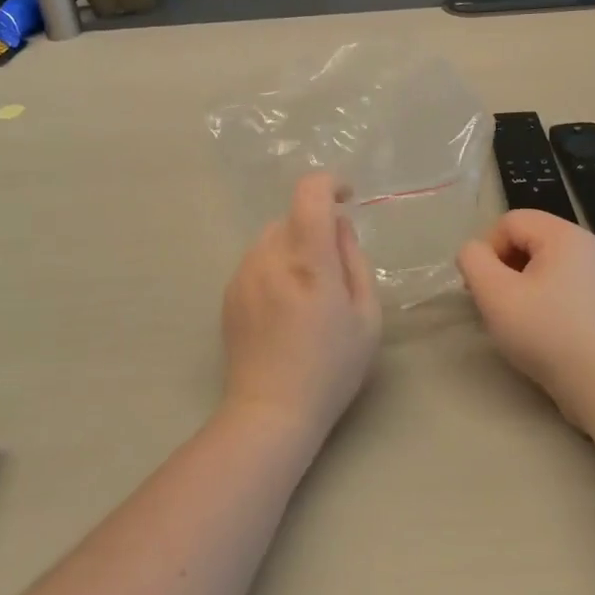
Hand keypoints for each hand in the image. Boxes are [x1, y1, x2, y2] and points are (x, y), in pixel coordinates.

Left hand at [221, 173, 381, 442]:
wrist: (270, 411)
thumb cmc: (330, 368)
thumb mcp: (366, 317)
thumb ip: (355, 261)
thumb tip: (340, 226)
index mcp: (308, 262)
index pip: (310, 194)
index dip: (330, 183)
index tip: (347, 197)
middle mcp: (269, 257)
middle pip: (293, 216)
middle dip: (316, 228)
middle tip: (334, 269)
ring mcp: (243, 273)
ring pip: (273, 237)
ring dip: (294, 247)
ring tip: (307, 294)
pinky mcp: (229, 291)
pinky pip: (257, 260)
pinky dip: (275, 266)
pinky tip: (284, 308)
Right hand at [458, 210, 594, 428]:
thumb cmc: (546, 332)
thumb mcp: (494, 292)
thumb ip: (473, 260)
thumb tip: (474, 252)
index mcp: (564, 234)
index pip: (510, 222)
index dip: (487, 249)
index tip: (483, 287)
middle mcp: (587, 244)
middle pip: (528, 238)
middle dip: (503, 265)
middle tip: (494, 302)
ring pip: (544, 262)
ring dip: (520, 282)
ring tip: (515, 316)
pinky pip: (562, 282)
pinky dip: (543, 296)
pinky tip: (539, 327)